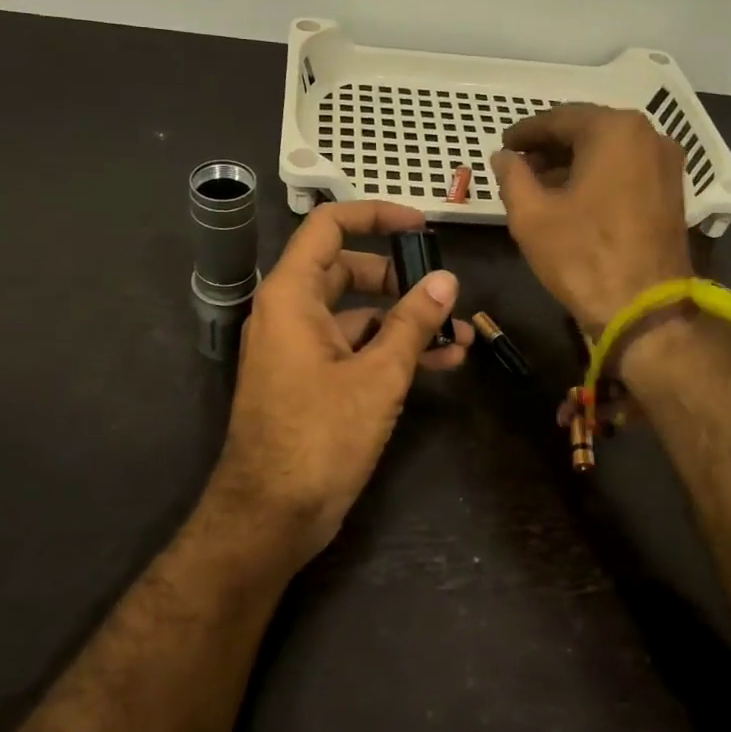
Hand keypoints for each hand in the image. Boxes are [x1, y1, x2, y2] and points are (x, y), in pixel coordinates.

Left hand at [211, 201, 472, 561]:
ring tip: (459, 335)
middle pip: (347, 271)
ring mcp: (299, 349)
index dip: (375, 216)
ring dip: (405, 322)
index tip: (420, 225)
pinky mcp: (311, 381)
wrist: (270, 516)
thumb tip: (446, 279)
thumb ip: (413, 322)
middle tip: (444, 291)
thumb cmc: (319, 436)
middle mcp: (290, 313)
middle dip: (400, 279)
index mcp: (292, 296)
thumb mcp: (377, 375)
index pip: (328, 227)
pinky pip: (353, 349)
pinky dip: (390, 351)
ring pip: (357, 316)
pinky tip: (441, 363)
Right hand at [491, 104, 692, 331]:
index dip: (526, 132)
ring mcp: (666, 163)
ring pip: (609, 150)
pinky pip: (627, 169)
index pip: (559, 119)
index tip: (503, 144)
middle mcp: (648, 135)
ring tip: (539, 183)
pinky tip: (572, 196)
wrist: (644, 309)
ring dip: (573, 161)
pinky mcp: (672, 192)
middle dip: (551, 146)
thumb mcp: (531, 215)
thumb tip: (503, 157)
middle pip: (588, 130)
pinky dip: (598, 175)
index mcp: (614, 130)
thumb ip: (512, 175)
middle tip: (518, 163)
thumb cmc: (582, 256)